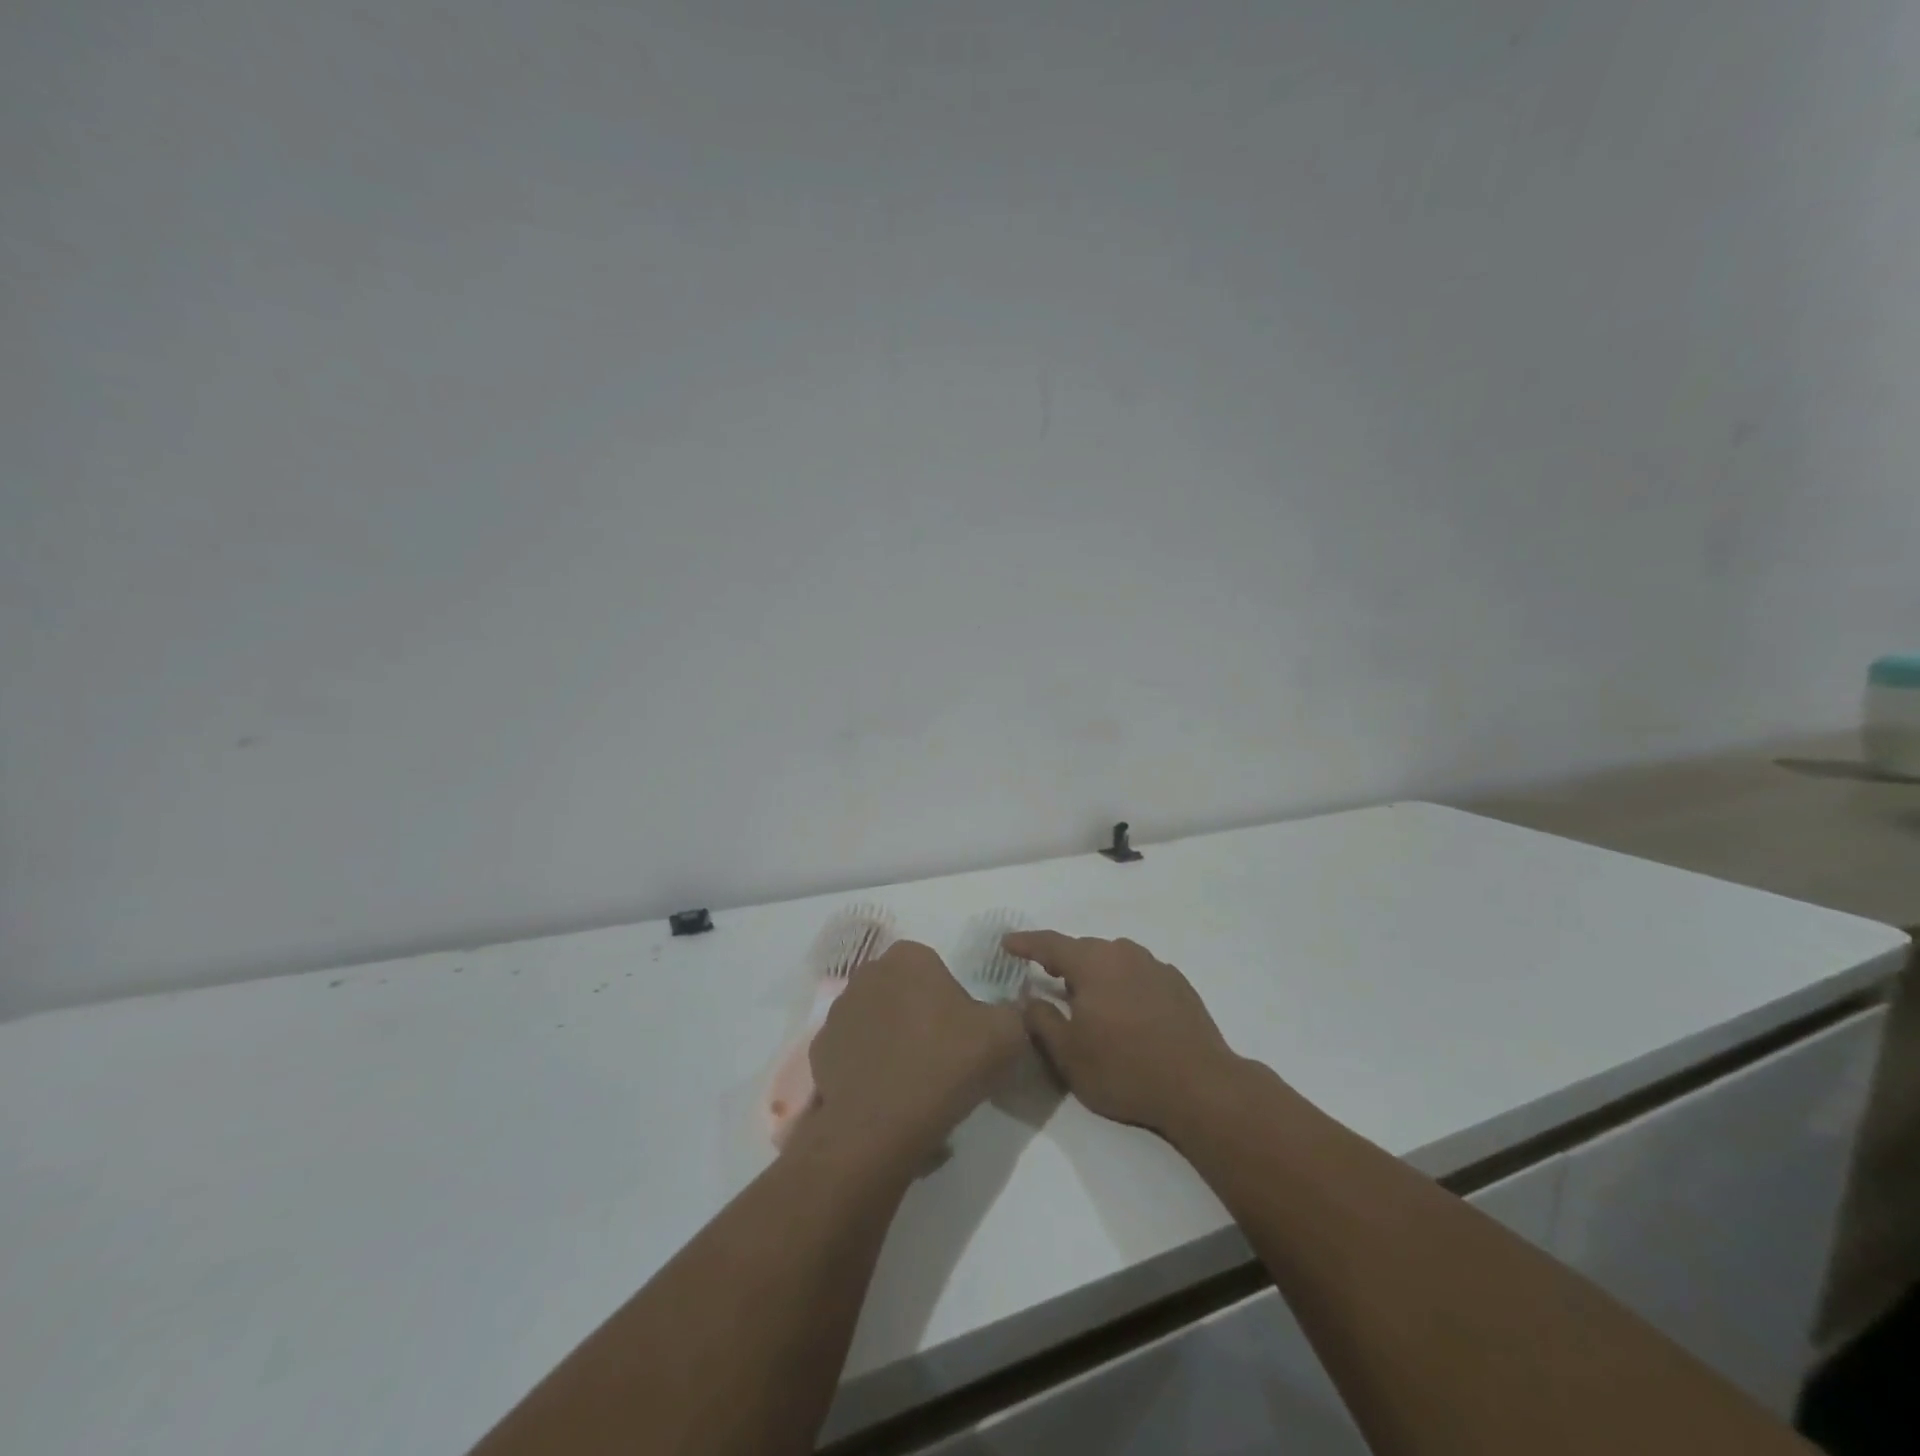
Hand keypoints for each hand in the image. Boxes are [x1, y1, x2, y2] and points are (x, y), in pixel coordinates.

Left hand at [805, 941, 1026, 1164]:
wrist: (881, 1124)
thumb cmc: (946, 1064)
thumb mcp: (1006, 1035)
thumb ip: (1013, 1012)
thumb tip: (1010, 1011)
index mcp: (909, 957)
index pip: (935, 967)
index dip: (952, 999)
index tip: (962, 1032)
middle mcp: (868, 973)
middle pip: (903, 989)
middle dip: (918, 1012)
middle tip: (941, 1054)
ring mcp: (838, 1011)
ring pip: (875, 1017)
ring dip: (890, 1036)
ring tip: (911, 1078)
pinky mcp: (820, 1049)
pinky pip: (853, 1049)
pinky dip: (866, 1063)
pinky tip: (884, 1091)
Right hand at [1003, 931, 1242, 1137]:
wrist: (1200, 1086)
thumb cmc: (1125, 1069)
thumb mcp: (1069, 1054)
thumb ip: (1041, 1020)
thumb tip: (1028, 997)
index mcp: (1092, 963)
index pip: (1050, 944)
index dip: (1025, 943)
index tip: (1007, 943)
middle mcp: (1123, 954)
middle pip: (1083, 949)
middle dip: (1062, 960)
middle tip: (1046, 976)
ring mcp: (1155, 966)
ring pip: (1113, 959)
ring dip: (1095, 972)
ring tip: (1087, 995)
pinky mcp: (1178, 983)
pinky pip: (1138, 973)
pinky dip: (1123, 983)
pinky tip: (1126, 1009)